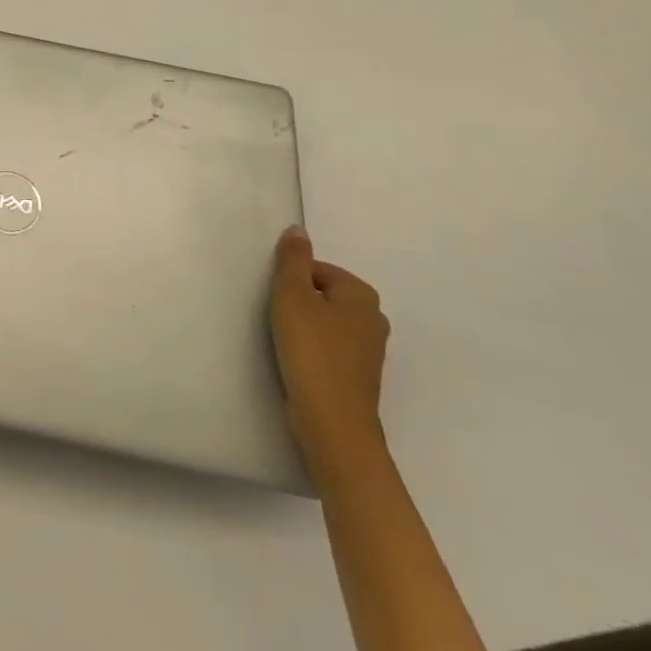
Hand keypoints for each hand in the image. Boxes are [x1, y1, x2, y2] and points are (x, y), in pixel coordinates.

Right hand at [270, 225, 389, 465]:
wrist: (332, 421)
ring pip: (325, 322)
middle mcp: (374, 318)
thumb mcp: (292, 296)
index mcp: (362, 295)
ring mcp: (369, 349)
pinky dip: (312, 348)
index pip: (316, 270)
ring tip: (284, 341)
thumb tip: (297, 229)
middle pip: (322, 294)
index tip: (276, 301)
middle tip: (276, 319)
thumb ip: (292, 260)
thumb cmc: (311, 351)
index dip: (290, 282)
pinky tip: (296, 361)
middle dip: (298, 302)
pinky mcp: (358, 374)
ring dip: (303, 327)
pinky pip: (329, 346)